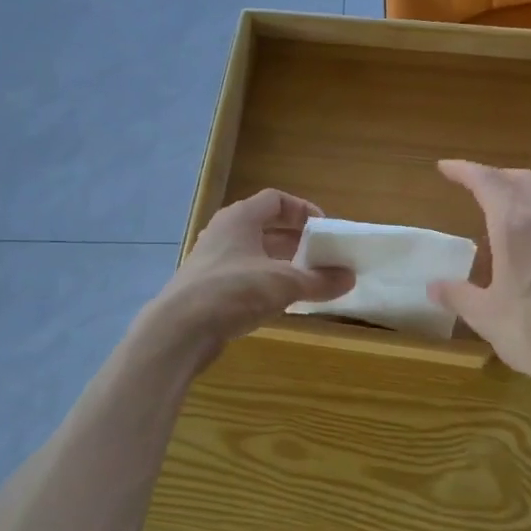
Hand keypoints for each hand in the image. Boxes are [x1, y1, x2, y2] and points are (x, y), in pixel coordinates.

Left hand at [148, 189, 352, 360]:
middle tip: (320, 256)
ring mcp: (212, 261)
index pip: (275, 200)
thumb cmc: (234, 291)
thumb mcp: (285, 283)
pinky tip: (280, 303)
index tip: (324, 229)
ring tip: (306, 280)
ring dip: (280, 264)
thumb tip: (349, 277)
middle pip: (264, 227)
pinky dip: (264, 283)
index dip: (302, 210)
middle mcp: (223, 233)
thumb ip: (319, 279)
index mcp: (240, 218)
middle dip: (295, 240)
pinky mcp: (206, 288)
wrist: (180, 329)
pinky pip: (242, 277)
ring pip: (253, 254)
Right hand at [429, 159, 530, 396]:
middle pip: (523, 178)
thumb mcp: (486, 317)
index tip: (446, 168)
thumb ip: (458, 296)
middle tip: (477, 186)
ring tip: (506, 209)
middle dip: (497, 175)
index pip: (487, 181)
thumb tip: (434, 286)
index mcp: (515, 226)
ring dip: (523, 191)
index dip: (465, 170)